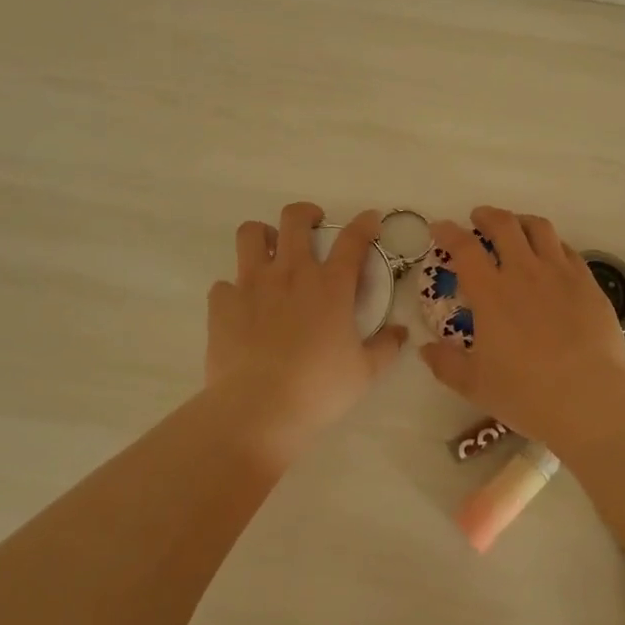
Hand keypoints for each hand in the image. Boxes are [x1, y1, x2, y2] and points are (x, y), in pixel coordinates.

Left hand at [205, 202, 407, 469]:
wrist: (258, 409)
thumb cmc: (318, 389)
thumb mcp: (364, 373)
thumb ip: (386, 347)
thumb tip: (400, 332)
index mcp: (330, 285)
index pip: (352, 239)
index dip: (364, 223)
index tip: (370, 220)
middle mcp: (291, 273)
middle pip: (295, 219)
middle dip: (306, 214)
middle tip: (312, 227)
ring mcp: (252, 284)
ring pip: (251, 234)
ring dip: (263, 236)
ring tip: (269, 253)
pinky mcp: (223, 303)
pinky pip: (224, 283)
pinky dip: (234, 290)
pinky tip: (242, 308)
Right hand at [418, 207, 624, 455]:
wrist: (591, 399)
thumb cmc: (527, 393)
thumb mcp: (476, 385)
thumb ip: (446, 364)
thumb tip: (425, 349)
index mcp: (491, 293)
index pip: (464, 248)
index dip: (448, 232)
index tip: (439, 228)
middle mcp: (524, 272)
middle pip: (504, 225)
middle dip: (487, 216)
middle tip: (478, 219)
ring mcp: (561, 274)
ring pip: (540, 228)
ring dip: (521, 222)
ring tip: (516, 228)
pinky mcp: (589, 284)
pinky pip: (568, 250)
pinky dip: (552, 244)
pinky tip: (552, 256)